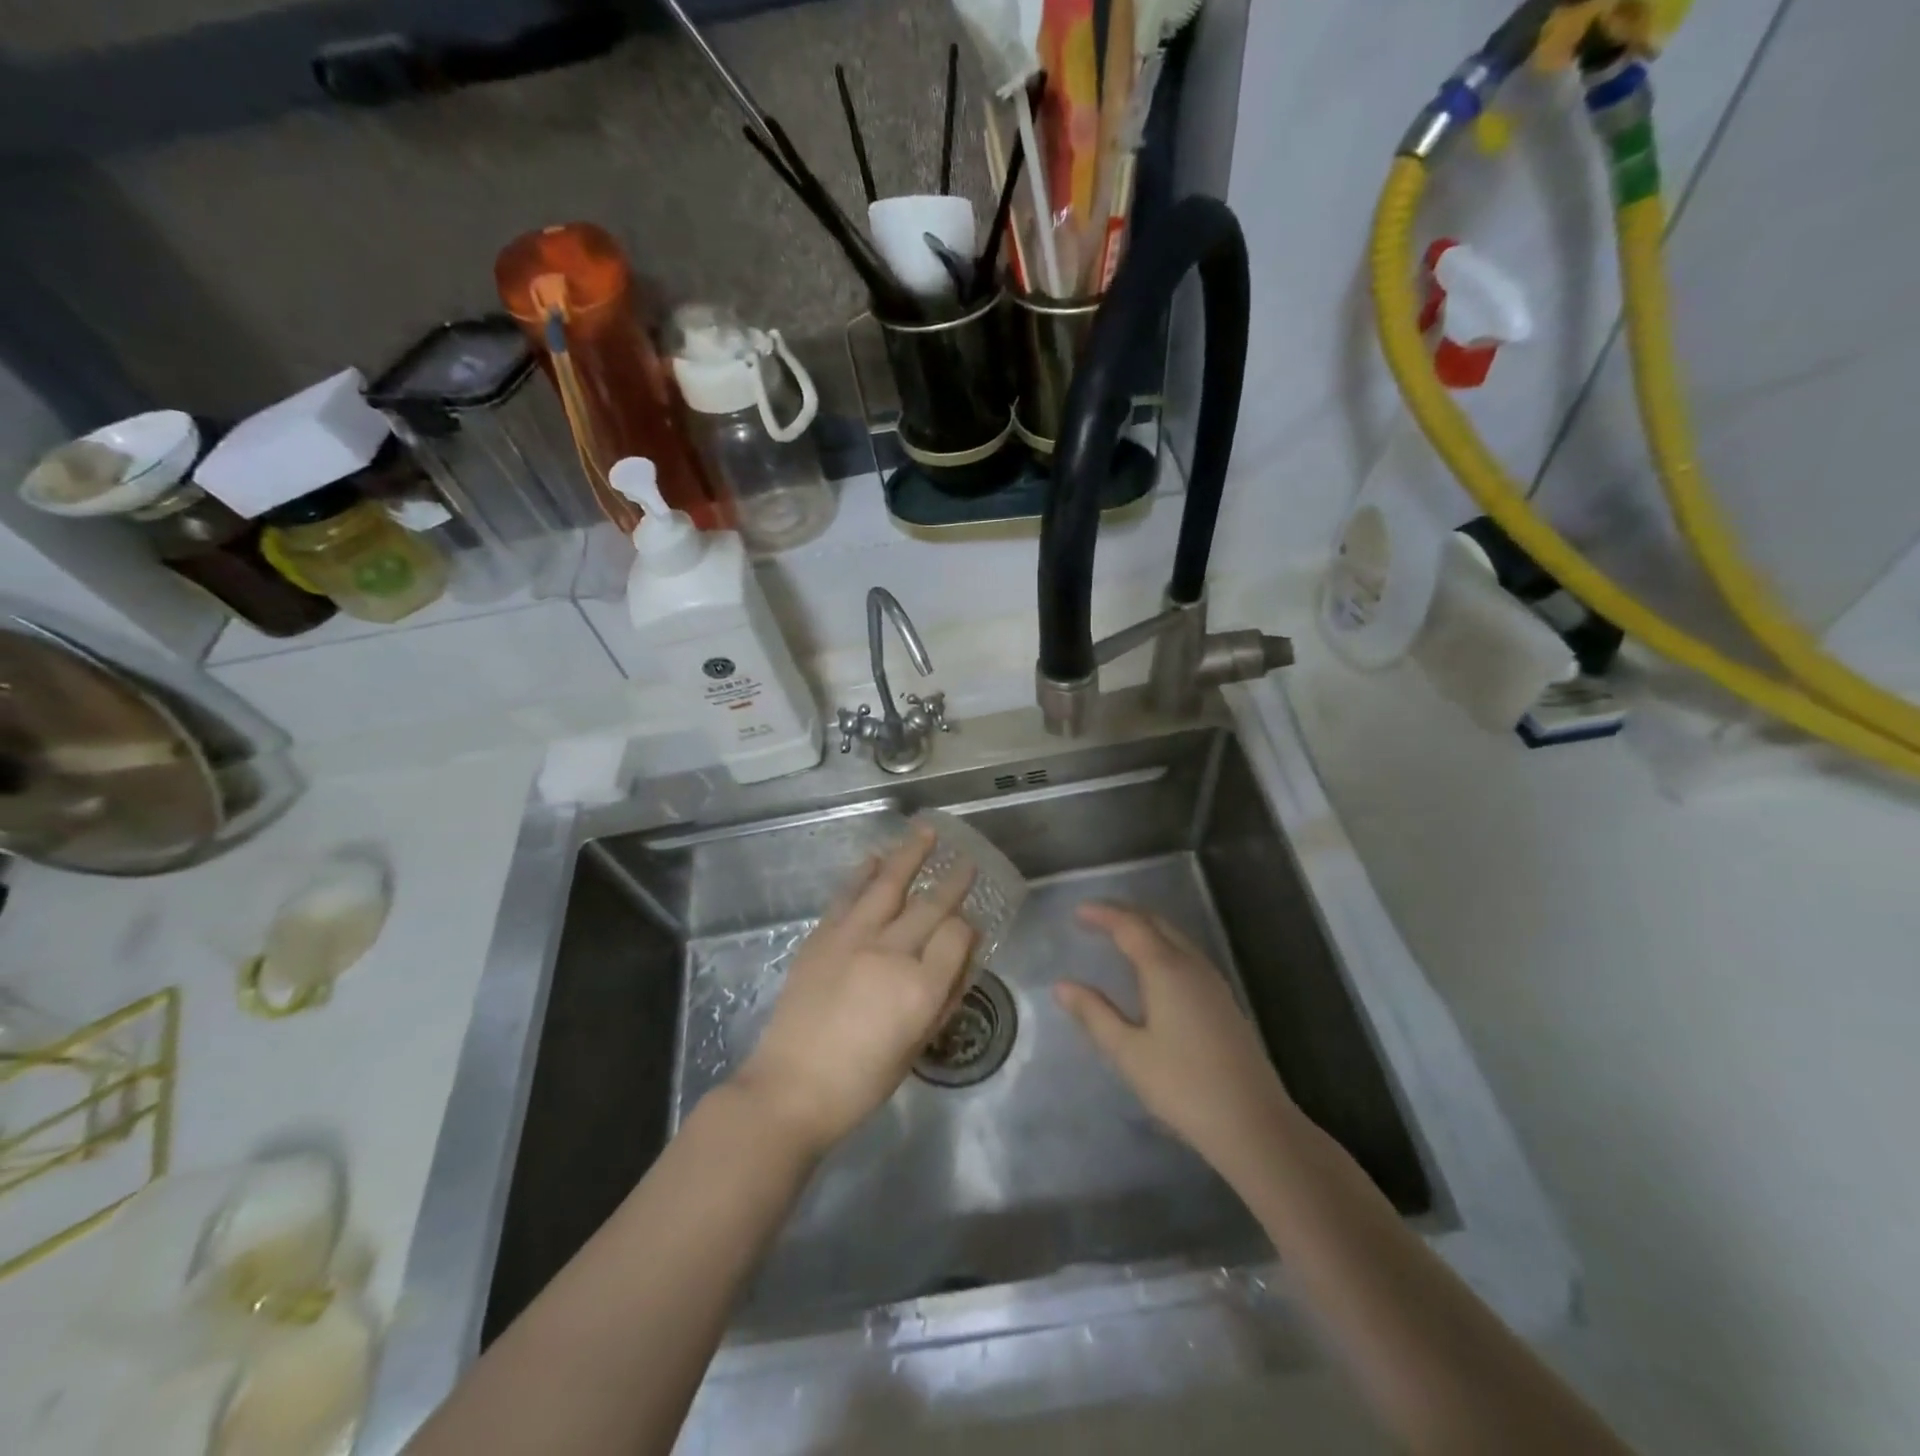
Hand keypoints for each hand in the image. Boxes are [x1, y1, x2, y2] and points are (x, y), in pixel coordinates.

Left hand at [731, 827, 975, 1158]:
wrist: (790, 1088)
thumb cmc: (861, 1082)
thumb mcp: (916, 1046)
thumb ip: (944, 996)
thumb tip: (964, 956)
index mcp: (919, 988)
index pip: (957, 936)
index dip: (969, 928)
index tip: (971, 926)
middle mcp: (890, 953)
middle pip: (930, 905)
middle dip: (953, 881)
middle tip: (968, 861)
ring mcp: (853, 938)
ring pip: (889, 884)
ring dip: (910, 855)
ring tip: (927, 832)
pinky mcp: (822, 936)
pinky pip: (848, 894)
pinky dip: (864, 873)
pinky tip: (876, 858)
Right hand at [1056, 904, 1294, 1182]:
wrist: (1254, 1124)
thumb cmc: (1183, 1086)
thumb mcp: (1128, 1052)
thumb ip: (1094, 1014)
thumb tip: (1062, 985)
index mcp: (1166, 969)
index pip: (1130, 926)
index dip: (1103, 914)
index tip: (1077, 912)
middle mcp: (1192, 965)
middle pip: (1156, 923)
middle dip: (1125, 914)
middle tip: (1094, 916)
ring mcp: (1213, 982)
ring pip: (1175, 937)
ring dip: (1145, 928)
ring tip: (1118, 935)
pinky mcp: (1224, 1001)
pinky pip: (1186, 955)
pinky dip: (1162, 946)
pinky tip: (1153, 968)